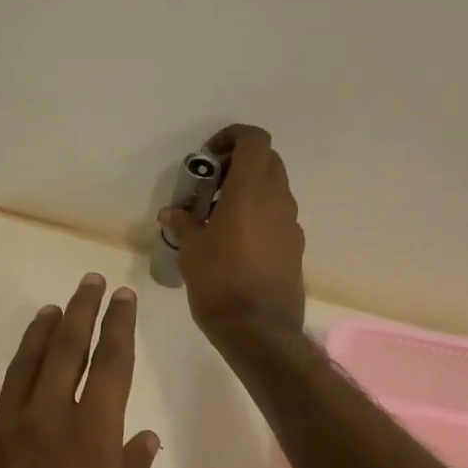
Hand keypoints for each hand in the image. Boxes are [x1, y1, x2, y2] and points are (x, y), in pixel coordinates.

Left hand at [0, 274, 157, 467]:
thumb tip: (143, 436)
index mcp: (90, 440)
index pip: (110, 365)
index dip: (119, 326)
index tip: (123, 297)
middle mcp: (43, 423)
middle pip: (64, 350)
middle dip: (81, 311)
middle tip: (89, 283)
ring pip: (19, 368)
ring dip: (37, 336)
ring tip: (50, 312)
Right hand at [161, 123, 306, 342]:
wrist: (260, 330)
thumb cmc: (219, 282)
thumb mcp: (191, 250)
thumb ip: (183, 224)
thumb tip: (172, 213)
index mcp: (250, 191)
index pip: (253, 140)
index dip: (231, 137)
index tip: (208, 158)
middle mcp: (277, 200)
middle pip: (267, 160)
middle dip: (239, 162)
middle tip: (211, 184)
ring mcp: (291, 224)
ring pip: (275, 188)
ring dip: (250, 189)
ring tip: (219, 214)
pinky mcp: (295, 246)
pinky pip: (277, 216)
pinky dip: (259, 214)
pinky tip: (236, 241)